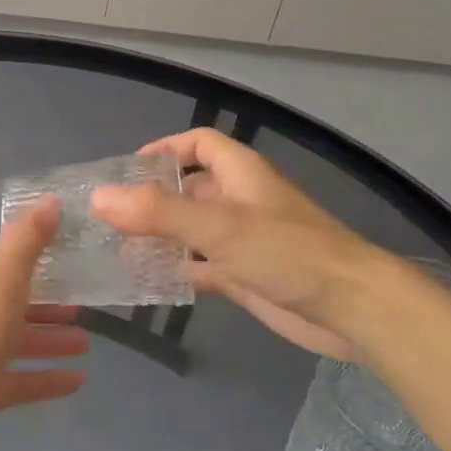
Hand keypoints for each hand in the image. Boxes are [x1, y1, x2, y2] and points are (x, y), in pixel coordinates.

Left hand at [0, 198, 87, 450]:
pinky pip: (12, 378)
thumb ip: (25, 244)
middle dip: (42, 294)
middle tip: (83, 294)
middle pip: (1, 294)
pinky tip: (76, 380)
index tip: (61, 240)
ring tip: (87, 340)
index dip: (20, 240)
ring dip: (46, 335)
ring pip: (9, 337)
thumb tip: (51, 201)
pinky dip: (41, 376)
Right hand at [91, 129, 373, 361]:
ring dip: (161, 237)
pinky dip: (177, 270)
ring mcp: (243, 240)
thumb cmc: (287, 252)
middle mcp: (240, 200)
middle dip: (153, 199)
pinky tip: (147, 281)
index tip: (127, 171)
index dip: (165, 149)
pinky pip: (202, 265)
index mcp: (239, 173)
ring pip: (193, 230)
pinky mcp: (245, 274)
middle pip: (190, 188)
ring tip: (116, 248)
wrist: (350, 308)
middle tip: (109, 217)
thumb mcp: (219, 226)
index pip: (198, 143)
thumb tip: (100, 197)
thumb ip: (158, 212)